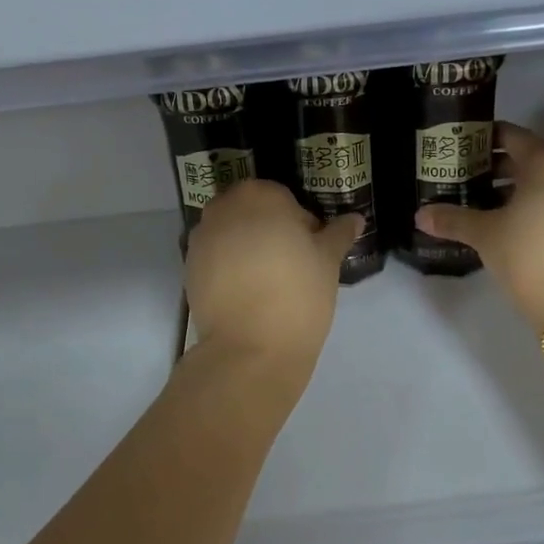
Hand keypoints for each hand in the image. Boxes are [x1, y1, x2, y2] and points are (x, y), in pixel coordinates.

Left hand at [185, 180, 360, 363]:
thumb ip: (338, 234)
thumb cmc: (298, 293)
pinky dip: (229, 268)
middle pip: (252, 212)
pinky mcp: (188, 269)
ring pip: (231, 234)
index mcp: (260, 196)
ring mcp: (201, 239)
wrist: (251, 347)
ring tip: (268, 282)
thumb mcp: (328, 261)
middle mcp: (224, 208)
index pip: (284, 198)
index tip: (311, 250)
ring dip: (247, 248)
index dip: (300, 223)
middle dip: (269, 231)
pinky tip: (247, 295)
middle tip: (291, 265)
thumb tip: (355, 219)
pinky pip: (215, 259)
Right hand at [416, 123, 543, 333]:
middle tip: (472, 182)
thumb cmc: (529, 256)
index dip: (485, 142)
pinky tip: (525, 225)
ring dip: (526, 189)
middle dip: (503, 169)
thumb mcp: (485, 236)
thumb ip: (453, 219)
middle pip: (534, 158)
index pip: (512, 136)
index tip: (464, 151)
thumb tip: (420, 216)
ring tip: (494, 207)